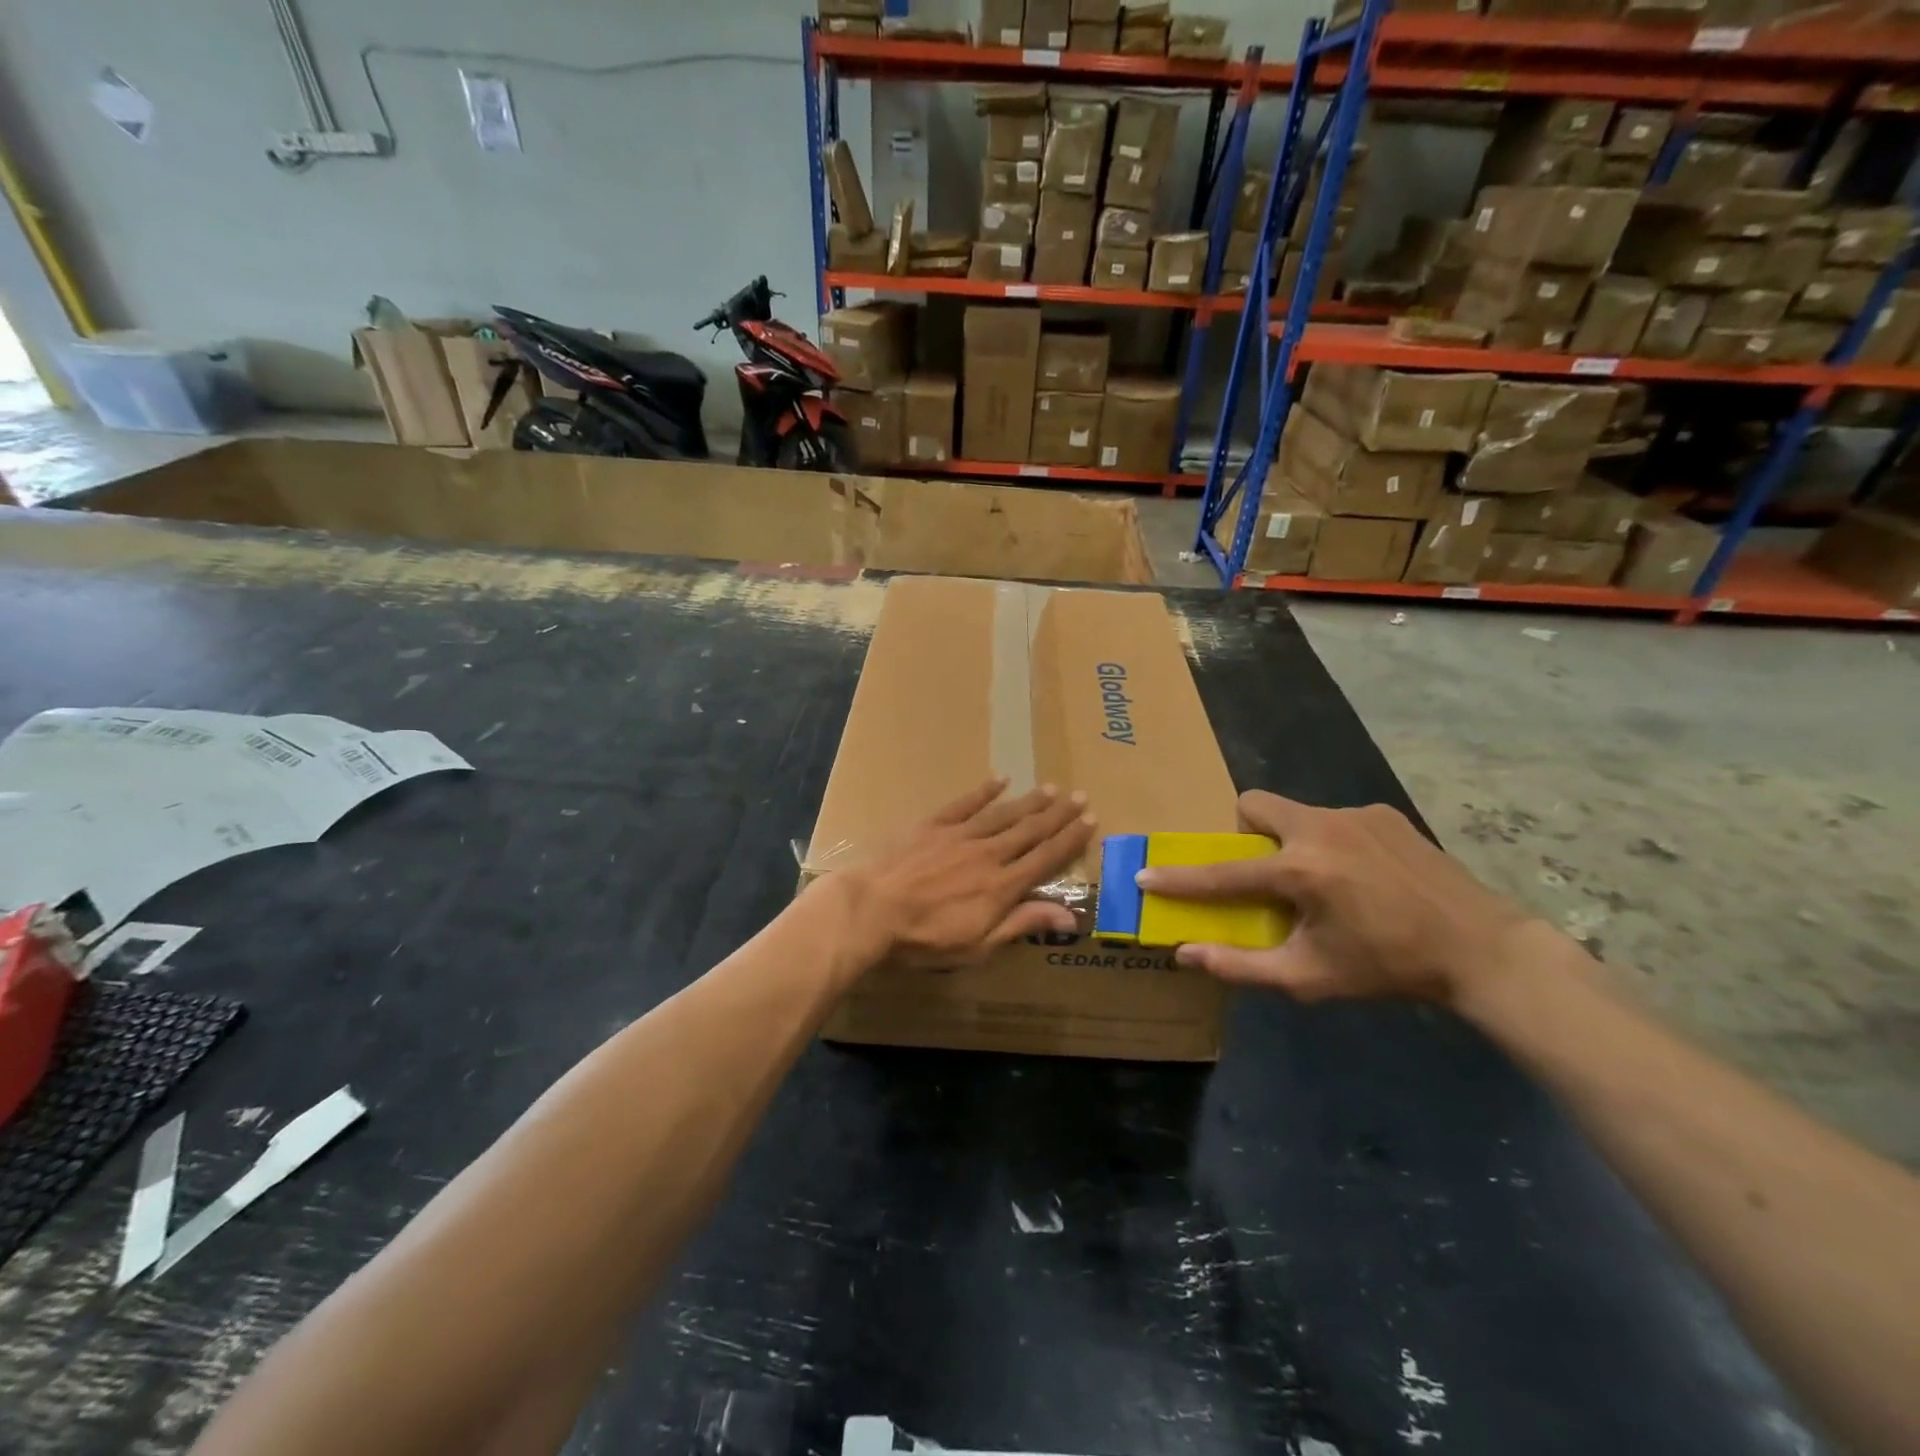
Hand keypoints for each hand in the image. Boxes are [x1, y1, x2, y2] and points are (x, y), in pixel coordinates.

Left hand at [831, 779, 1095, 973]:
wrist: (872, 909)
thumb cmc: (924, 938)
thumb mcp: (978, 944)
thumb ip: (1022, 924)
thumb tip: (1071, 917)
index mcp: (1002, 886)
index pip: (1046, 858)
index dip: (1071, 839)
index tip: (1091, 820)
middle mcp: (989, 854)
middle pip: (1031, 830)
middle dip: (1058, 814)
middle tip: (1080, 796)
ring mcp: (960, 835)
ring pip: (1004, 814)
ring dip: (1030, 801)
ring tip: (1051, 788)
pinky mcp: (933, 824)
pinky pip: (965, 803)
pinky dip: (984, 791)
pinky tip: (1000, 780)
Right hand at [1135, 790, 1538, 1006]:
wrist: (1482, 948)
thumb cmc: (1388, 967)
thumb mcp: (1311, 977)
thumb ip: (1242, 966)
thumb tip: (1186, 953)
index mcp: (1301, 871)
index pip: (1223, 873)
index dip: (1179, 878)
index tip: (1146, 875)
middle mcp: (1321, 828)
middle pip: (1254, 804)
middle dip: (1242, 831)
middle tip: (1262, 871)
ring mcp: (1355, 814)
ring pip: (1296, 813)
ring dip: (1290, 841)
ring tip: (1323, 882)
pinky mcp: (1384, 813)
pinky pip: (1334, 819)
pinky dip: (1330, 842)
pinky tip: (1362, 876)